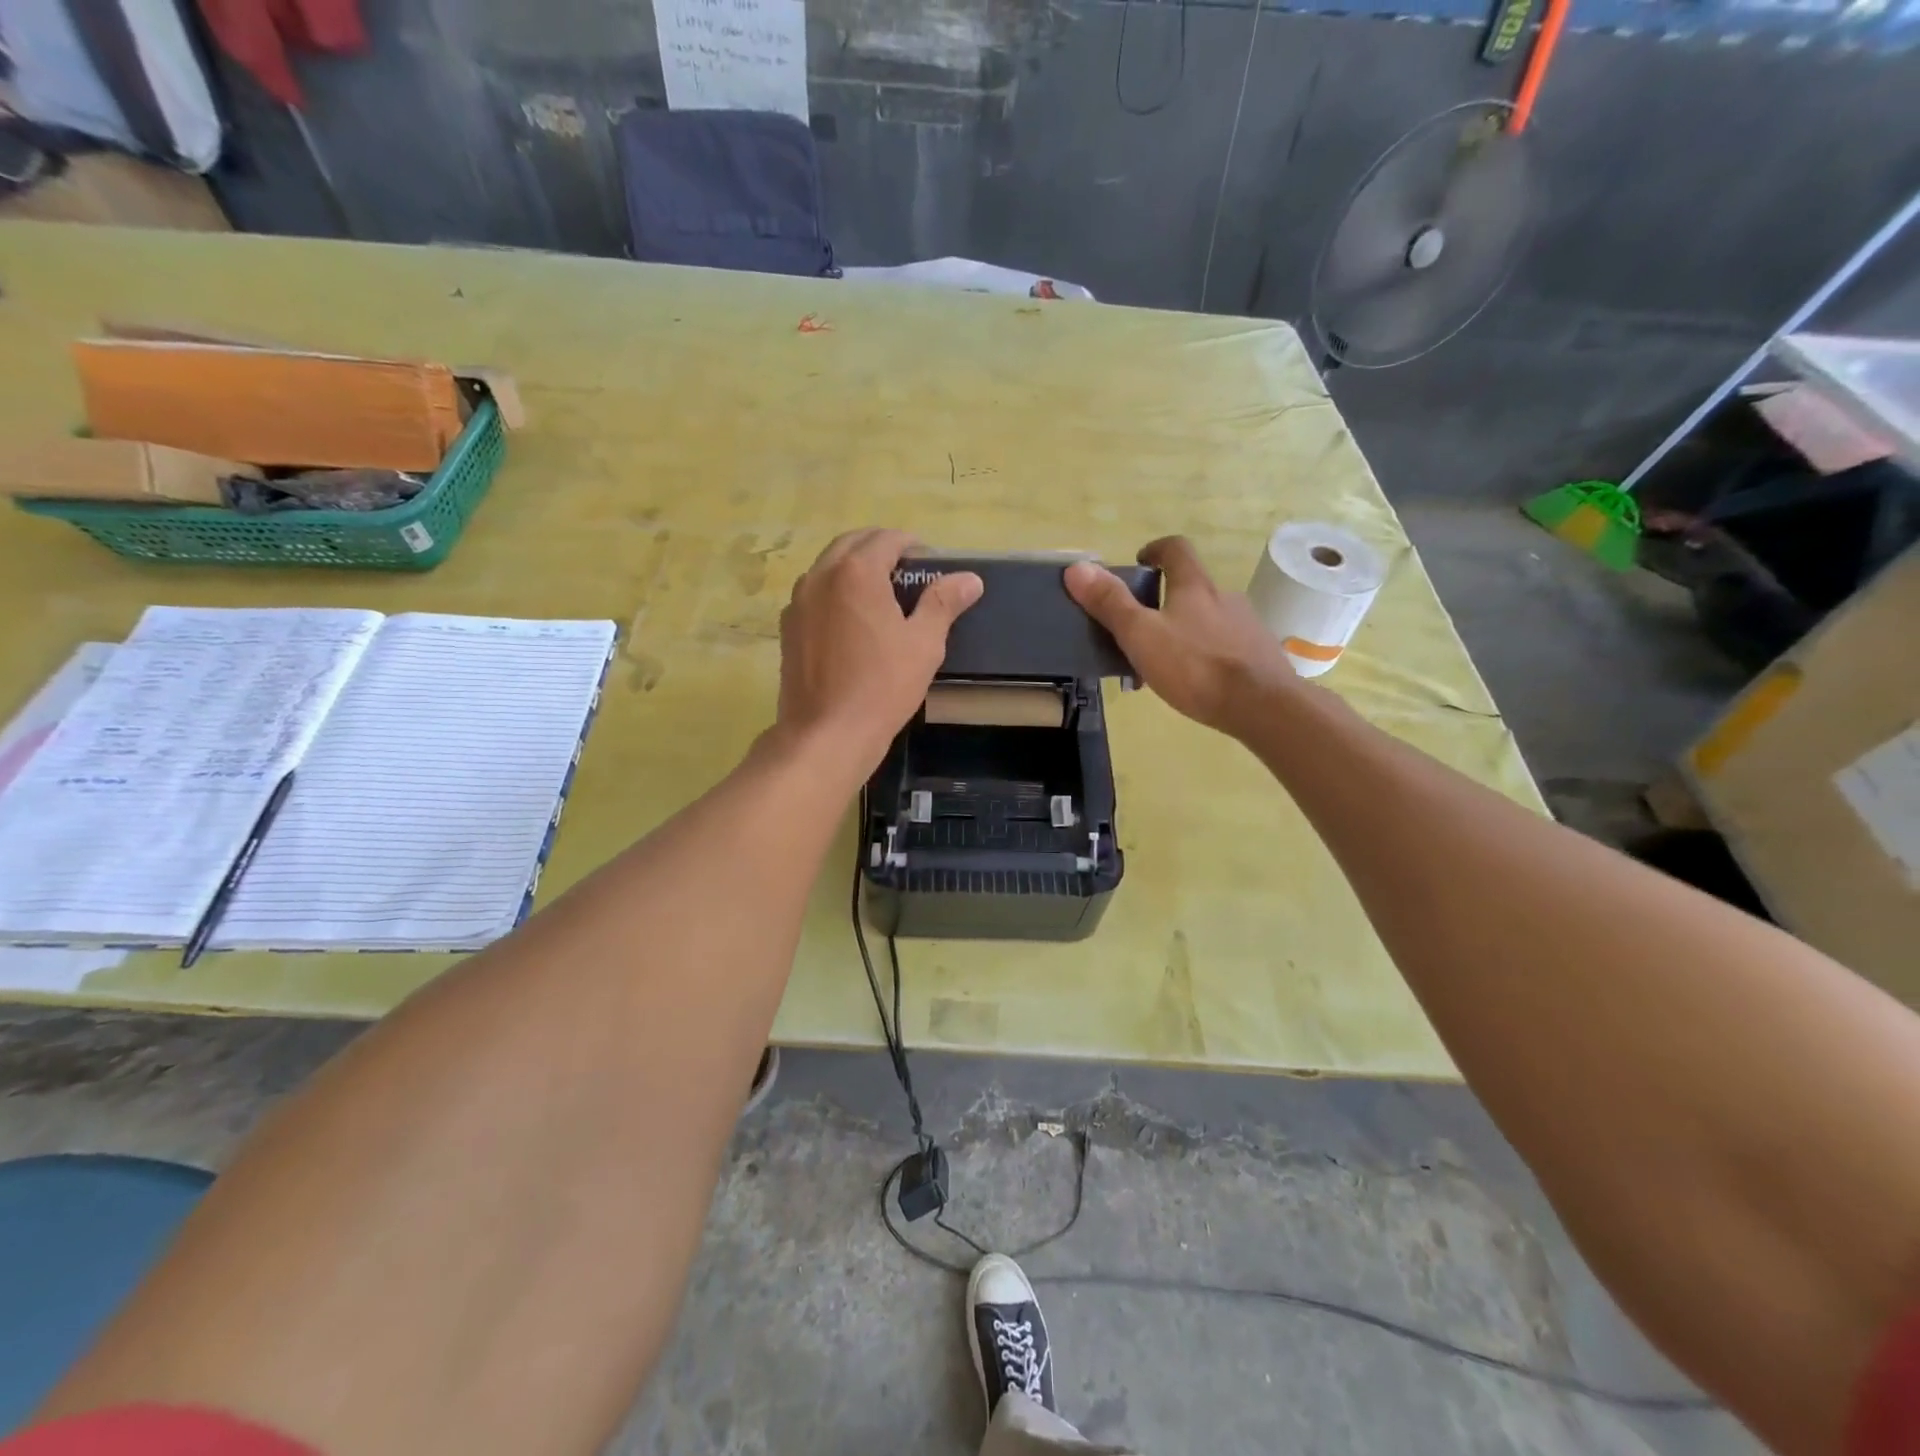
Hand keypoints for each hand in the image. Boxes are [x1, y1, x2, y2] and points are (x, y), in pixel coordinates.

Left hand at [777, 529, 982, 770]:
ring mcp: (798, 602)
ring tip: (880, 595)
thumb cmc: (882, 687)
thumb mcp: (924, 644)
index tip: (929, 564)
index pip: (886, 539)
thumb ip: (943, 603)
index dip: (911, 545)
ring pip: (828, 567)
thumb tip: (970, 579)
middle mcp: (820, 576)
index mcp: (856, 573)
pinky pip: (813, 594)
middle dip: (880, 549)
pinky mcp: (788, 628)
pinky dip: (834, 592)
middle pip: (851, 544)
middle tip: (907, 573)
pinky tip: (852, 622)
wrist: (827, 734)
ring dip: (854, 568)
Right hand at [1064, 536, 1301, 736]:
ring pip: (1208, 619)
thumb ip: (1110, 603)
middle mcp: (1225, 597)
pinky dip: (1206, 655)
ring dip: (1186, 630)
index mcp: (1194, 586)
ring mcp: (1246, 626)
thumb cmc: (1195, 666)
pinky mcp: (1259, 655)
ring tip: (1165, 663)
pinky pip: (1226, 646)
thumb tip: (1076, 567)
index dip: (1156, 550)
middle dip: (1165, 600)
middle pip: (1192, 587)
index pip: (1176, 549)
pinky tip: (1196, 682)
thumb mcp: (1141, 635)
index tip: (1140, 563)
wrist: (1262, 705)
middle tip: (1141, 627)